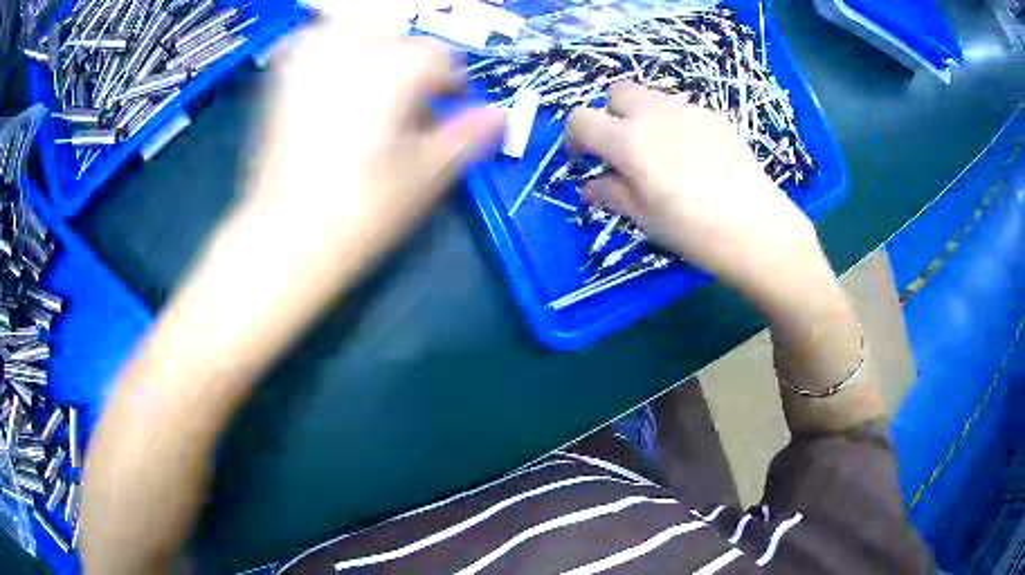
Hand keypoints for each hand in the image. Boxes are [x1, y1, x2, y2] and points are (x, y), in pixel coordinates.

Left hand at [242, 21, 503, 284]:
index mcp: (398, 68)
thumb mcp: (428, 174)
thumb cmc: (365, 209)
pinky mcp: (283, 77)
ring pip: (354, 26)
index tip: (449, 106)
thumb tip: (499, 115)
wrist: (287, 236)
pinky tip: (331, 78)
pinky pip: (313, 41)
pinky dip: (329, 48)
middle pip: (398, 35)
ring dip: (371, 46)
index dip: (451, 82)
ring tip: (370, 84)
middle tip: (407, 100)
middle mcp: (355, 47)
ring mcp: (312, 58)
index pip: (441, 57)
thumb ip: (468, 136)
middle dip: (410, 61)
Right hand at [568, 82, 826, 306]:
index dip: (574, 137)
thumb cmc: (694, 230)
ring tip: (659, 153)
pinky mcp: (714, 117)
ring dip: (641, 117)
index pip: (581, 119)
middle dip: (609, 115)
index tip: (583, 159)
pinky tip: (692, 156)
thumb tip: (590, 186)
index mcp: (629, 141)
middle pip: (616, 92)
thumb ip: (611, 194)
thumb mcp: (645, 218)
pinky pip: (681, 109)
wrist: (758, 228)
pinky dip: (672, 123)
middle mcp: (655, 113)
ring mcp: (688, 110)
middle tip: (621, 150)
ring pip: (650, 97)